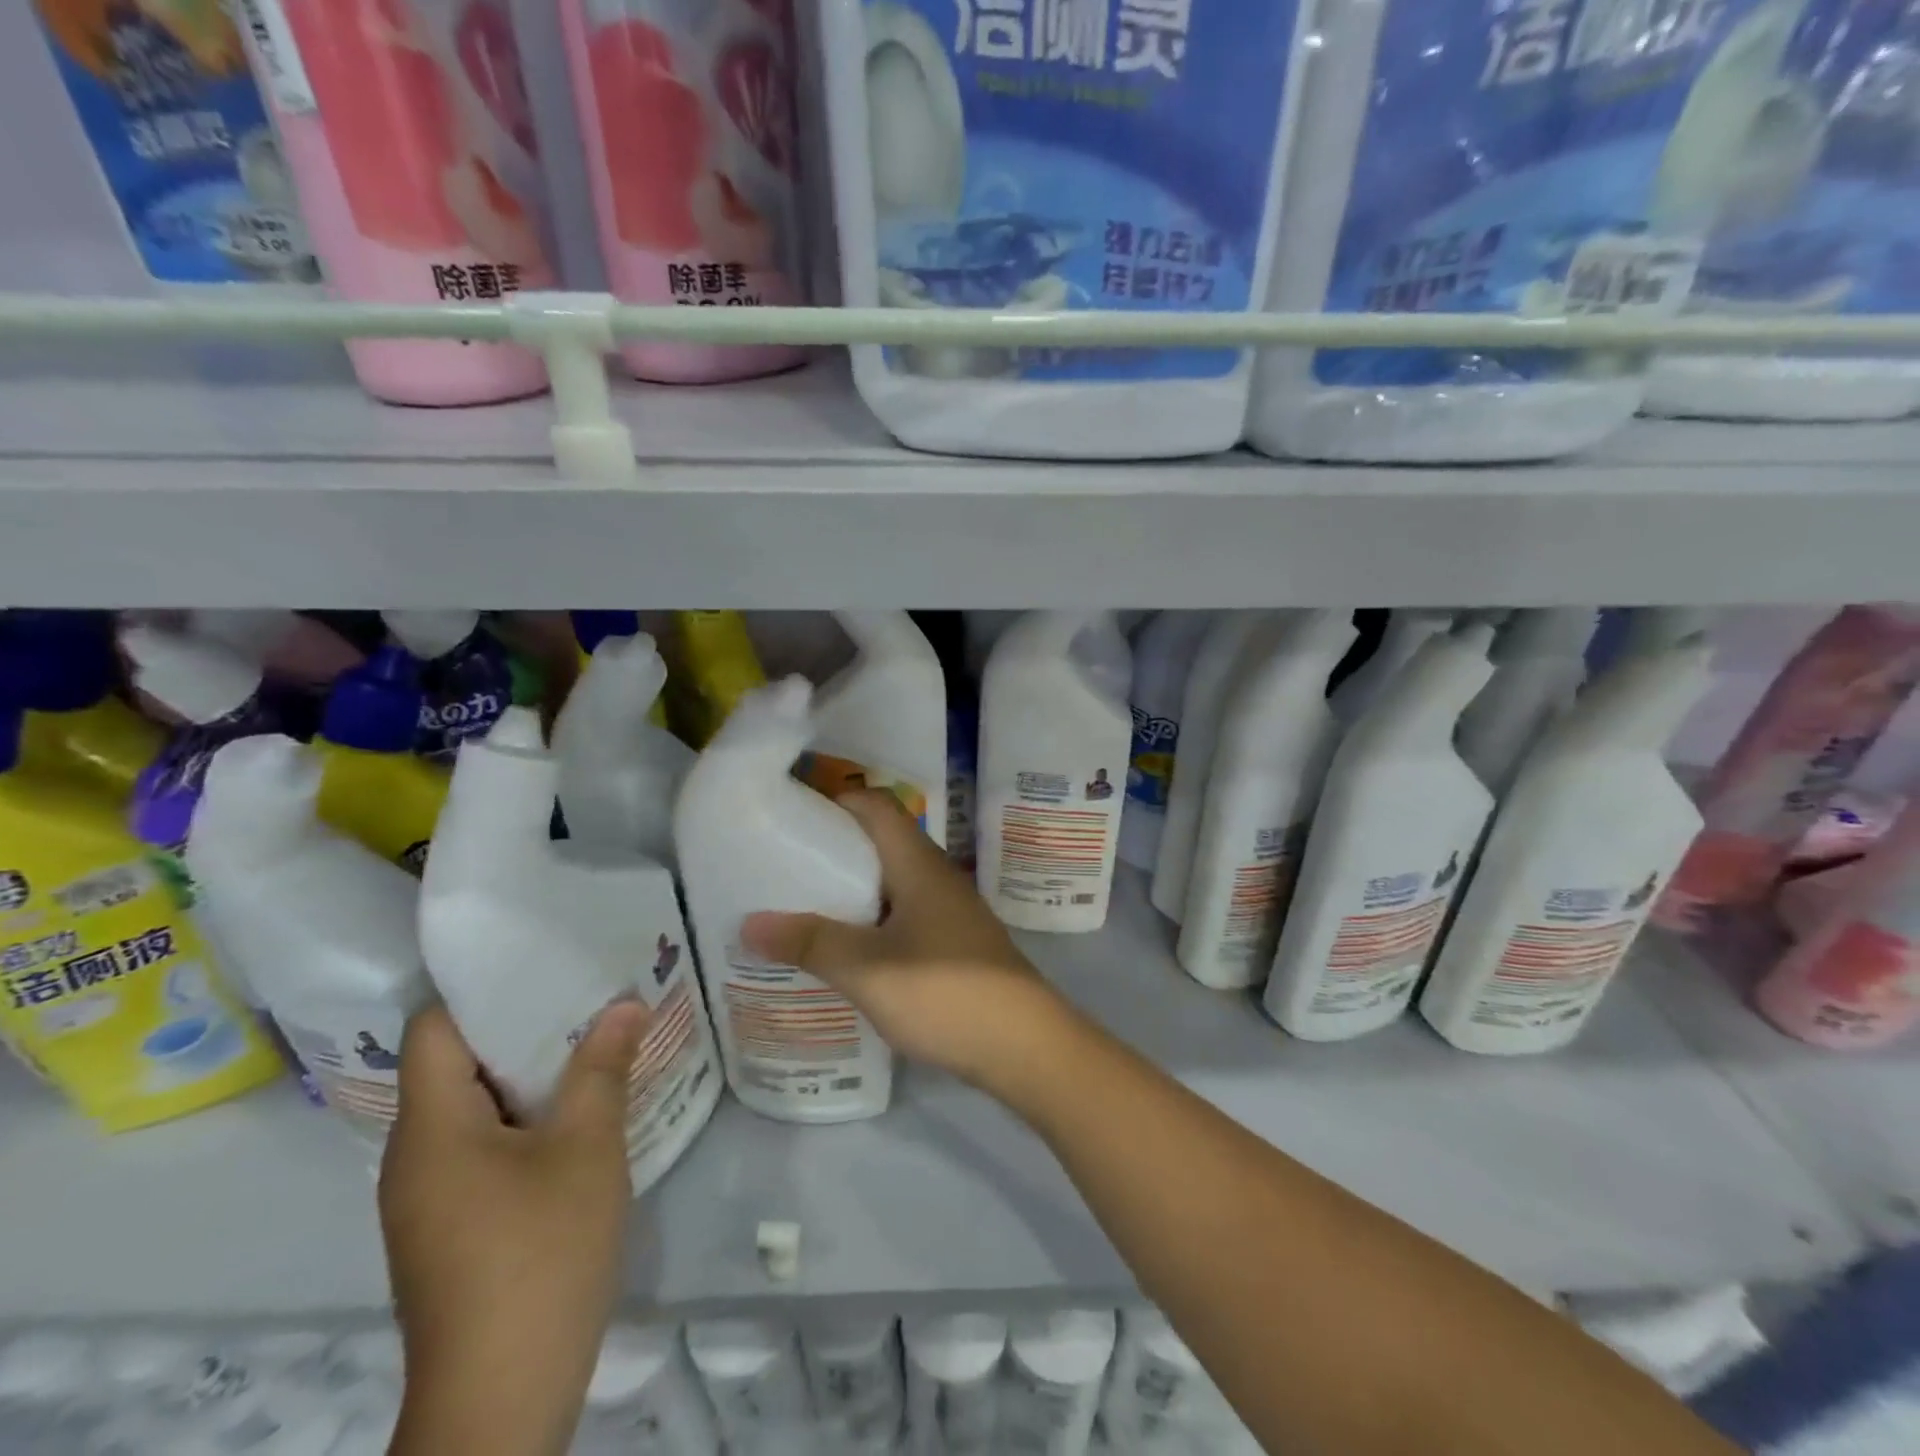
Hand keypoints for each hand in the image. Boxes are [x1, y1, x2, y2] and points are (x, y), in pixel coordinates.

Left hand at [379, 1001, 645, 1455]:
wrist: (502, 1398)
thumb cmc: (540, 1255)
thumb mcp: (587, 1150)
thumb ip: (602, 1069)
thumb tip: (625, 1004)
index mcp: (431, 1129)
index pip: (435, 1029)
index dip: (482, 990)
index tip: (542, 961)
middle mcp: (414, 1156)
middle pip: (454, 1064)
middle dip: (522, 1026)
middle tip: (587, 993)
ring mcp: (429, 1196)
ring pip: (473, 1107)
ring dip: (530, 1074)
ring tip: (594, 1041)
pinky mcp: (450, 1225)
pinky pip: (482, 1145)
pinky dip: (525, 1117)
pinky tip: (579, 1112)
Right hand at [742, 790, 1071, 1091]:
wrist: (1025, 1045)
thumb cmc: (946, 993)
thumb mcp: (868, 970)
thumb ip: (811, 943)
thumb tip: (749, 922)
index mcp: (918, 863)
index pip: (876, 805)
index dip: (835, 801)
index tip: (790, 816)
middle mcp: (936, 875)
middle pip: (881, 841)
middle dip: (833, 849)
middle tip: (782, 868)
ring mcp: (949, 909)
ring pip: (892, 881)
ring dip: (852, 889)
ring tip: (803, 909)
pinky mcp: (955, 942)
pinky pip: (904, 913)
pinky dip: (872, 920)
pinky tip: (847, 950)